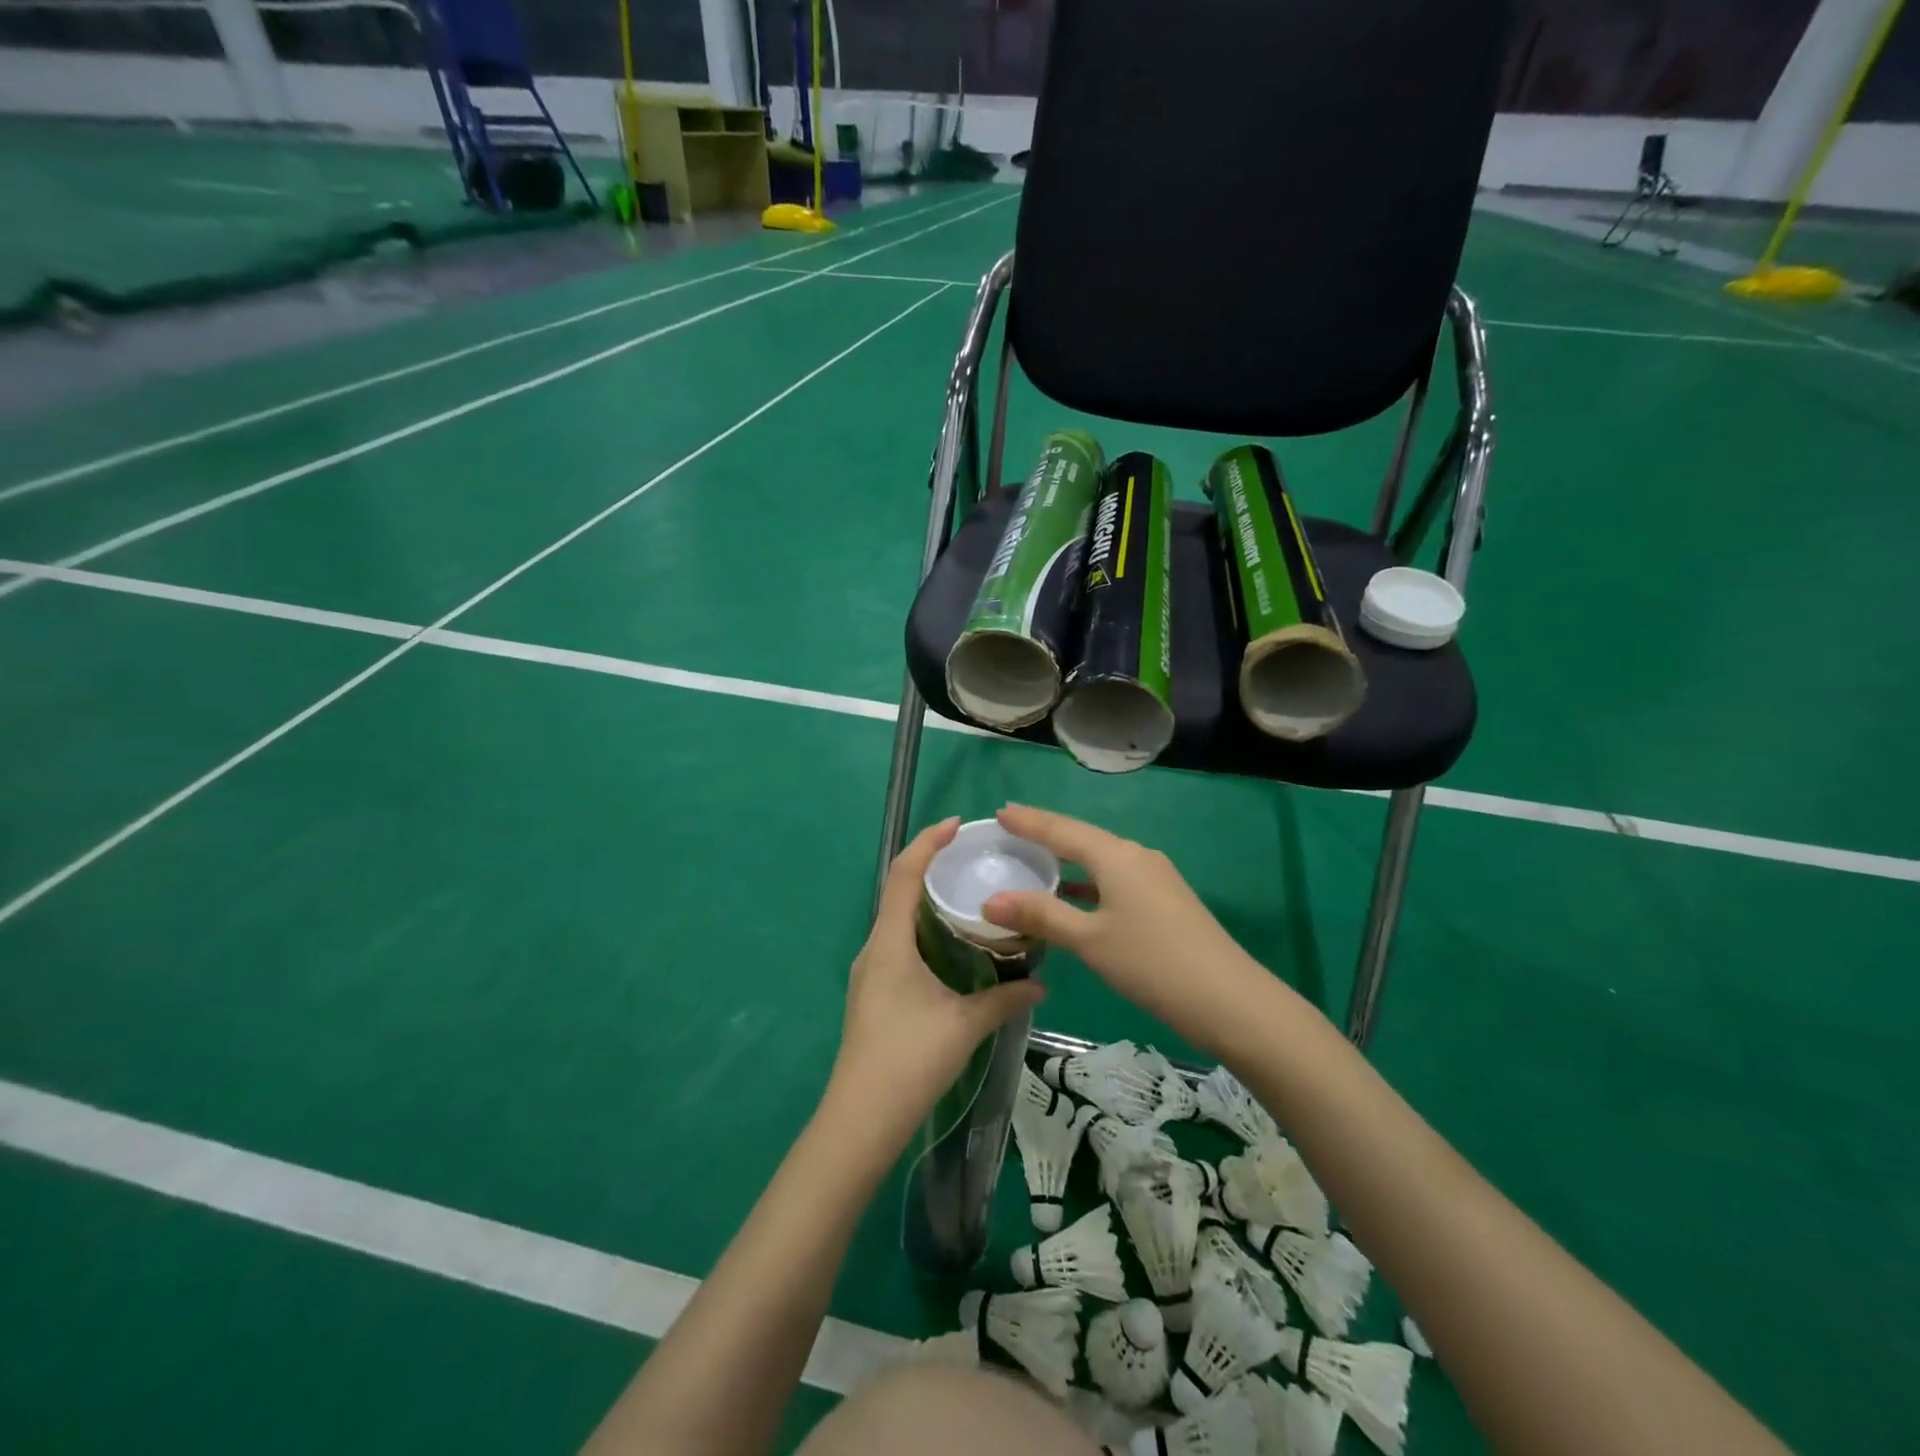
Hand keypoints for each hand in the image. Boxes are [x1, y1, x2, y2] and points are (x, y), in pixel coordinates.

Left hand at [827, 818, 1045, 1148]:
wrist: (861, 1118)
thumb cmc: (910, 1059)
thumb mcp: (965, 1024)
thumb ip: (1004, 999)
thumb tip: (1041, 984)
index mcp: (889, 942)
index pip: (904, 874)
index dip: (928, 842)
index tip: (957, 824)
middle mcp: (874, 948)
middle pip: (899, 891)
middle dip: (930, 867)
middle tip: (971, 858)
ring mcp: (870, 971)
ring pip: (898, 919)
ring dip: (927, 900)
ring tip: (966, 894)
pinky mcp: (874, 991)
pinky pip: (898, 943)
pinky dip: (924, 929)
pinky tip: (951, 944)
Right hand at [981, 804, 1263, 1055]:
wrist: (1230, 1000)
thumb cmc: (1152, 963)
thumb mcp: (1090, 940)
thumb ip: (1041, 915)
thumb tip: (989, 900)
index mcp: (1116, 856)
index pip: (1062, 830)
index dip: (1029, 821)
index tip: (1000, 811)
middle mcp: (1136, 856)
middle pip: (1082, 838)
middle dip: (1046, 833)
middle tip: (1011, 828)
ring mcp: (1155, 877)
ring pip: (1101, 858)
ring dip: (1068, 858)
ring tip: (1035, 858)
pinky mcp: (1165, 899)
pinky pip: (1115, 877)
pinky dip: (1087, 880)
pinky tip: (1075, 895)